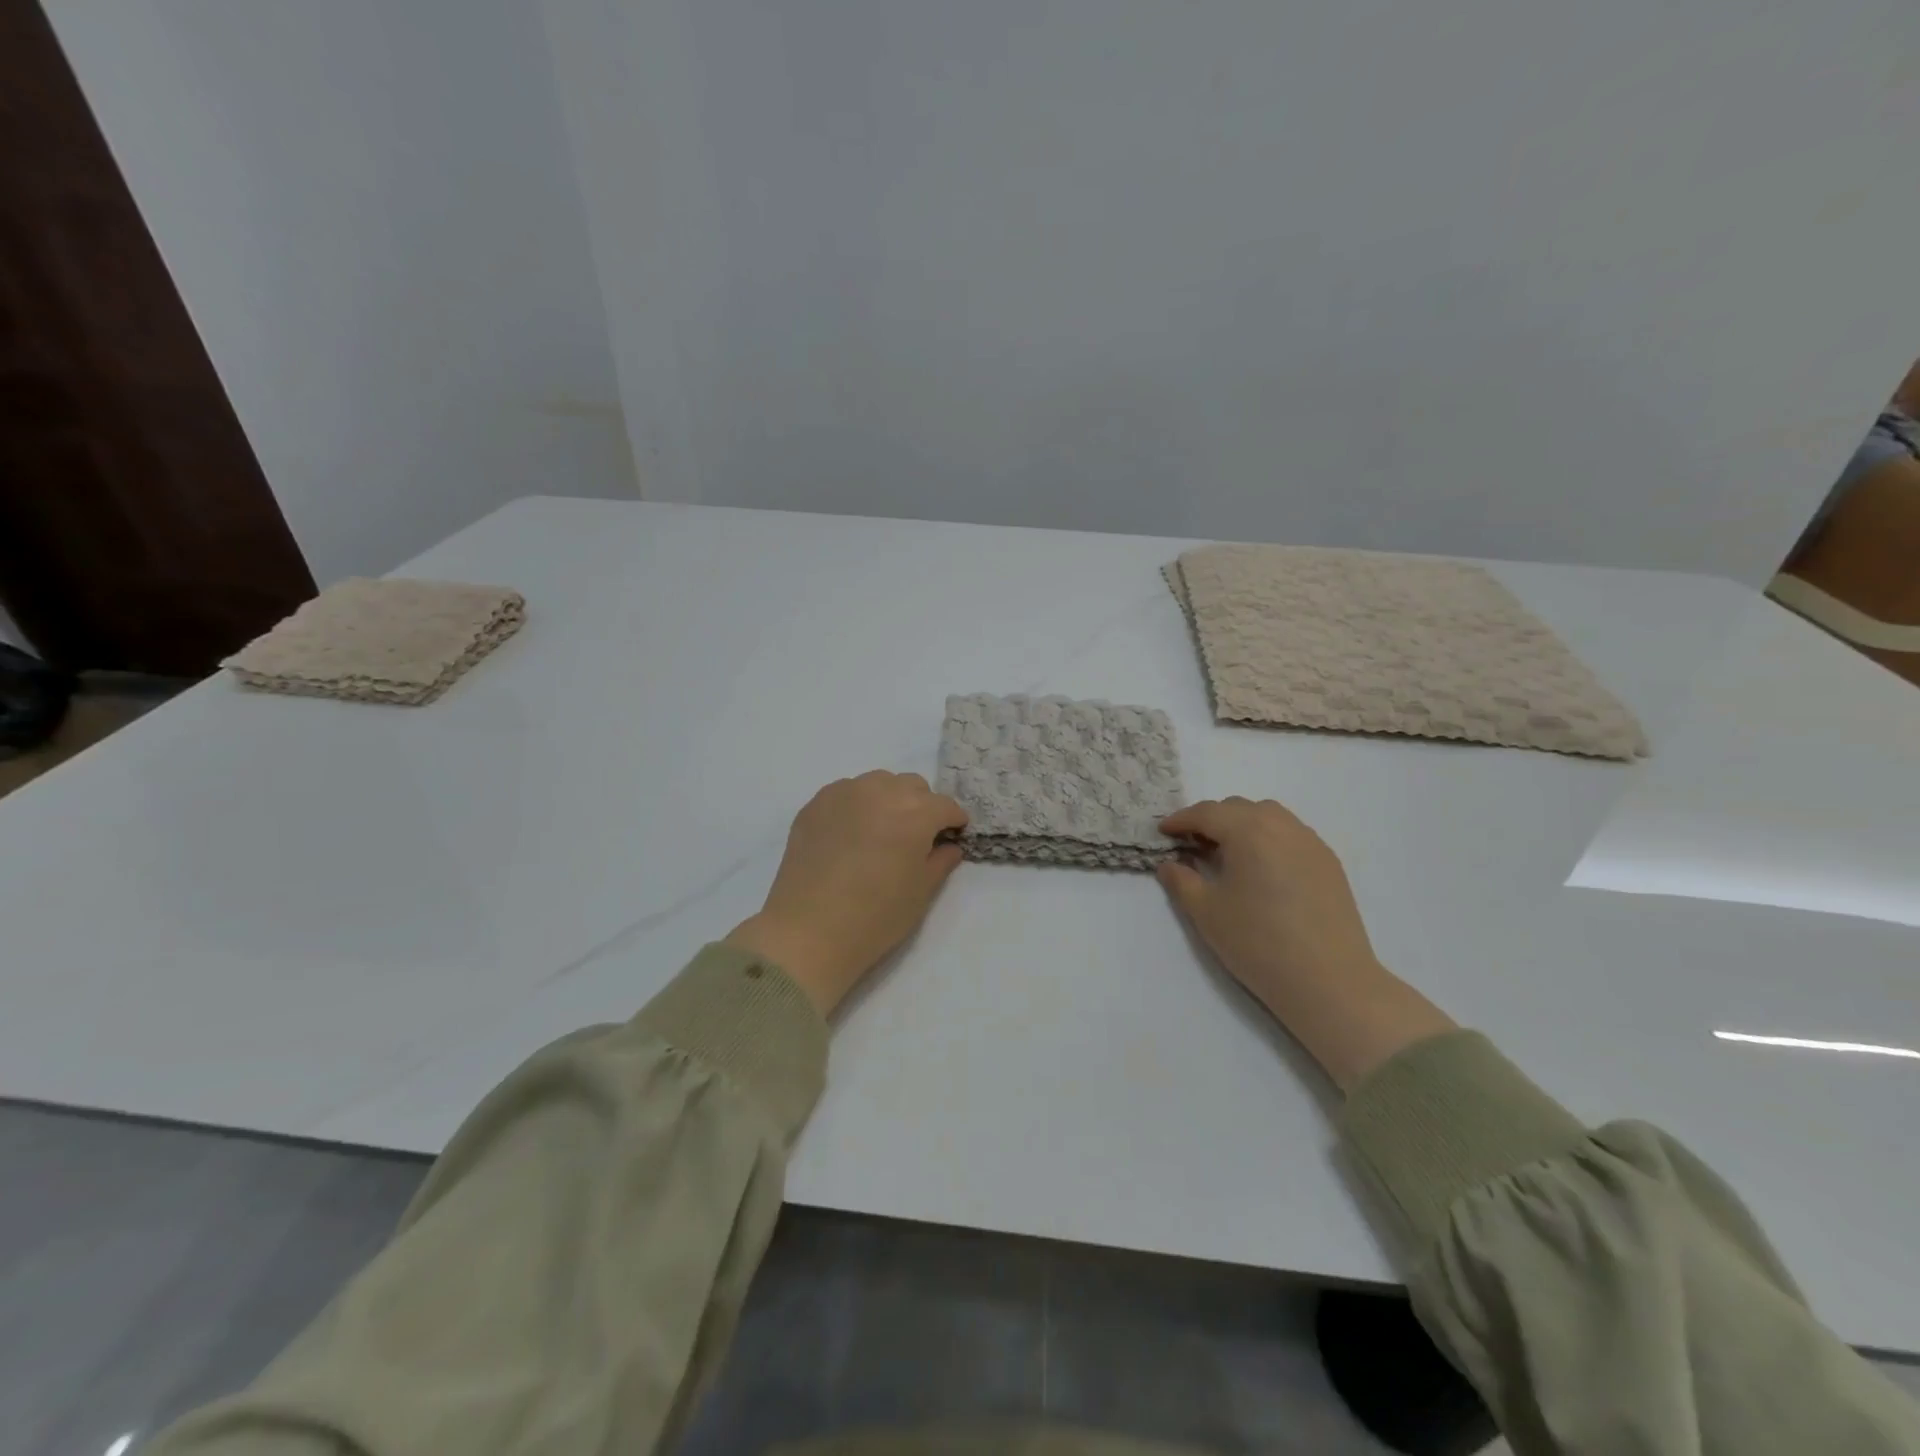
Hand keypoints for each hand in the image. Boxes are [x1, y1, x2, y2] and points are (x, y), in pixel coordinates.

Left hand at [726, 772, 968, 1014]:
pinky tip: (851, 834)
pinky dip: (858, 804)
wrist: (808, 930)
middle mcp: (881, 792)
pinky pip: (846, 792)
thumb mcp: (921, 892)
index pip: (945, 805)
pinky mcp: (815, 804)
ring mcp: (844, 793)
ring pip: (878, 782)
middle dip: (922, 806)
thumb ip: (941, 861)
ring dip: (889, 799)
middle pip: (912, 786)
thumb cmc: (875, 917)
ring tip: (882, 831)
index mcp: (914, 813)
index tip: (952, 836)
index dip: (953, 821)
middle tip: (916, 836)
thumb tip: (949, 845)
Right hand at [1158, 798, 1454, 1089]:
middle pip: (1238, 808)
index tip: (1163, 832)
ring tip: (1227, 853)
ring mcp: (1310, 843)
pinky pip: (1291, 834)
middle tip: (1192, 845)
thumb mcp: (1206, 912)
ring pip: (1269, 816)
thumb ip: (1181, 880)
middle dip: (1211, 820)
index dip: (1181, 820)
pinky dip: (1268, 838)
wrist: (1329, 981)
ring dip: (1242, 824)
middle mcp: (1282, 827)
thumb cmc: (1258, 943)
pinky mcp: (1329, 862)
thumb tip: (1170, 864)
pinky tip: (1262, 868)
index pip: (1207, 813)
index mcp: (1249, 832)